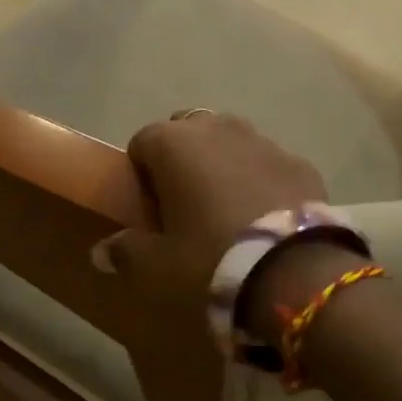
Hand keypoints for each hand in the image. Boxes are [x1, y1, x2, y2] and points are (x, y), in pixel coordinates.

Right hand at [98, 111, 325, 314]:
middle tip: (186, 207)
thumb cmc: (209, 261)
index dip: (141, 175)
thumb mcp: (156, 267)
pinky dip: (261, 181)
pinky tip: (265, 218)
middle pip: (189, 134)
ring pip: (232, 143)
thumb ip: (126, 251)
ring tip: (228, 211)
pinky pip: (269, 165)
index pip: (142, 142)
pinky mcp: (300, 162)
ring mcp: (264, 141)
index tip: (150, 210)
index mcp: (174, 143)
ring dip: (224, 166)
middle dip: (183, 161)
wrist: (294, 272)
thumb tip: (101, 250)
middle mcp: (218, 128)